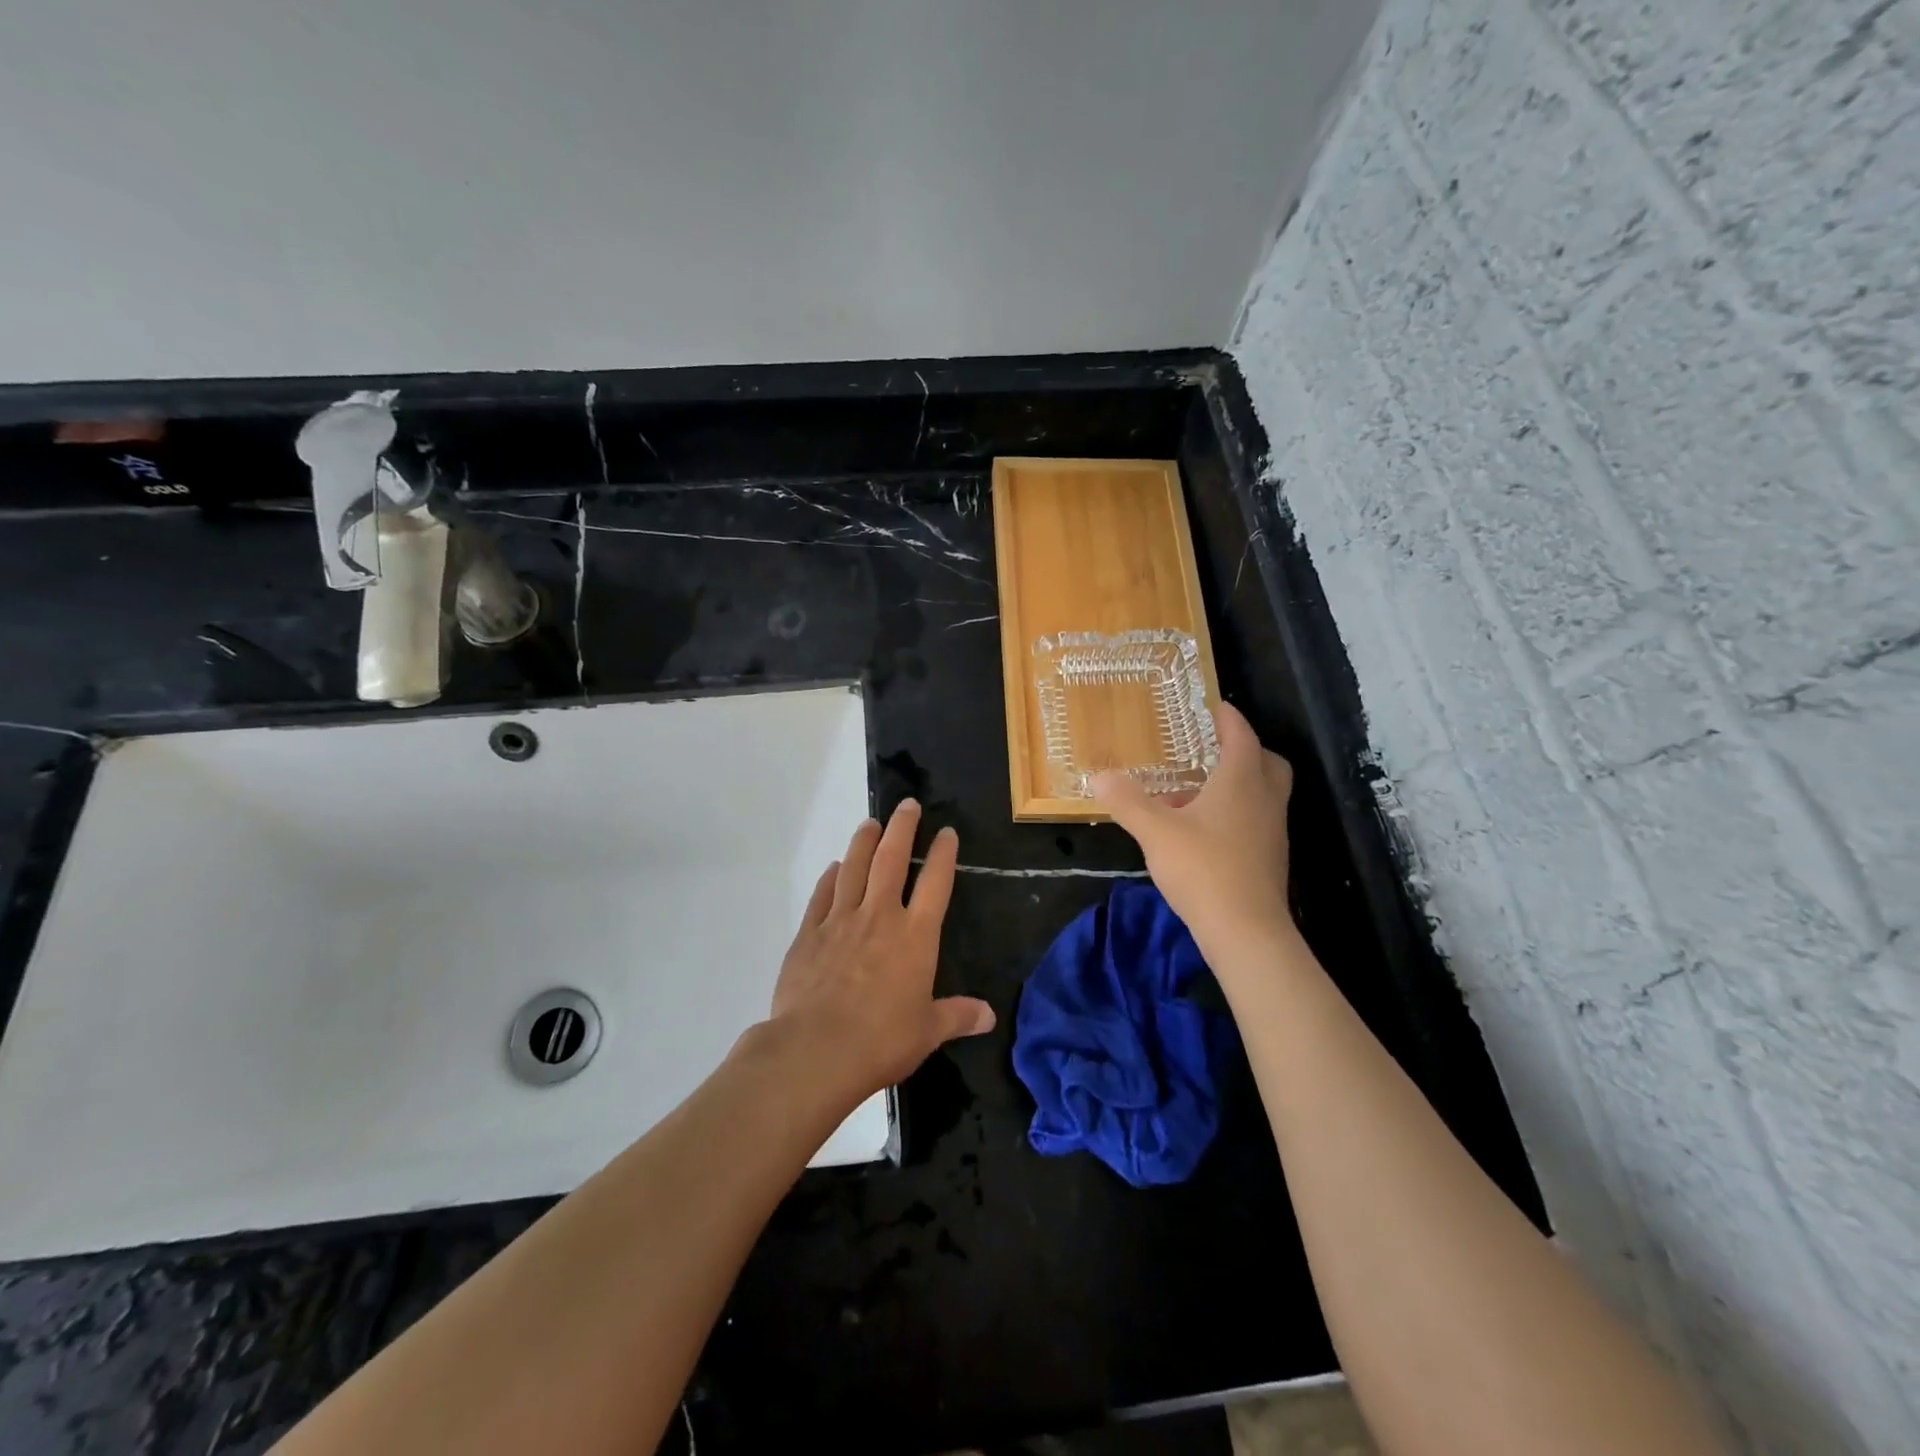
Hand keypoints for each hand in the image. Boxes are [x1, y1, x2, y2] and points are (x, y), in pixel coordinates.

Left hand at [768, 799, 995, 1099]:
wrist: (816, 1050)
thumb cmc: (881, 1040)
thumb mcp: (928, 1032)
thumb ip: (957, 1016)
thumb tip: (989, 1015)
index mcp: (915, 936)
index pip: (935, 883)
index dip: (942, 854)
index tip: (946, 832)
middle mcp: (879, 917)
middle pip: (891, 860)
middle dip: (902, 829)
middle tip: (907, 805)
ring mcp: (840, 921)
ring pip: (854, 868)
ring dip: (863, 842)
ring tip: (870, 823)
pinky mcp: (808, 934)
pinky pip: (822, 896)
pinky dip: (830, 878)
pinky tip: (834, 868)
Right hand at [1092, 702, 1295, 964]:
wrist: (1246, 931)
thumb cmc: (1203, 868)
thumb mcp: (1155, 831)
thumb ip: (1127, 801)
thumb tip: (1100, 776)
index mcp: (1242, 781)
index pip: (1241, 735)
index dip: (1228, 718)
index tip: (1213, 707)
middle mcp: (1265, 800)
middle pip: (1266, 762)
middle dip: (1243, 750)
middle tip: (1211, 749)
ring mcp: (1272, 831)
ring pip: (1262, 794)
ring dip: (1236, 785)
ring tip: (1195, 793)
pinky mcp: (1269, 859)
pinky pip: (1255, 821)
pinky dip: (1235, 814)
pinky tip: (1201, 832)